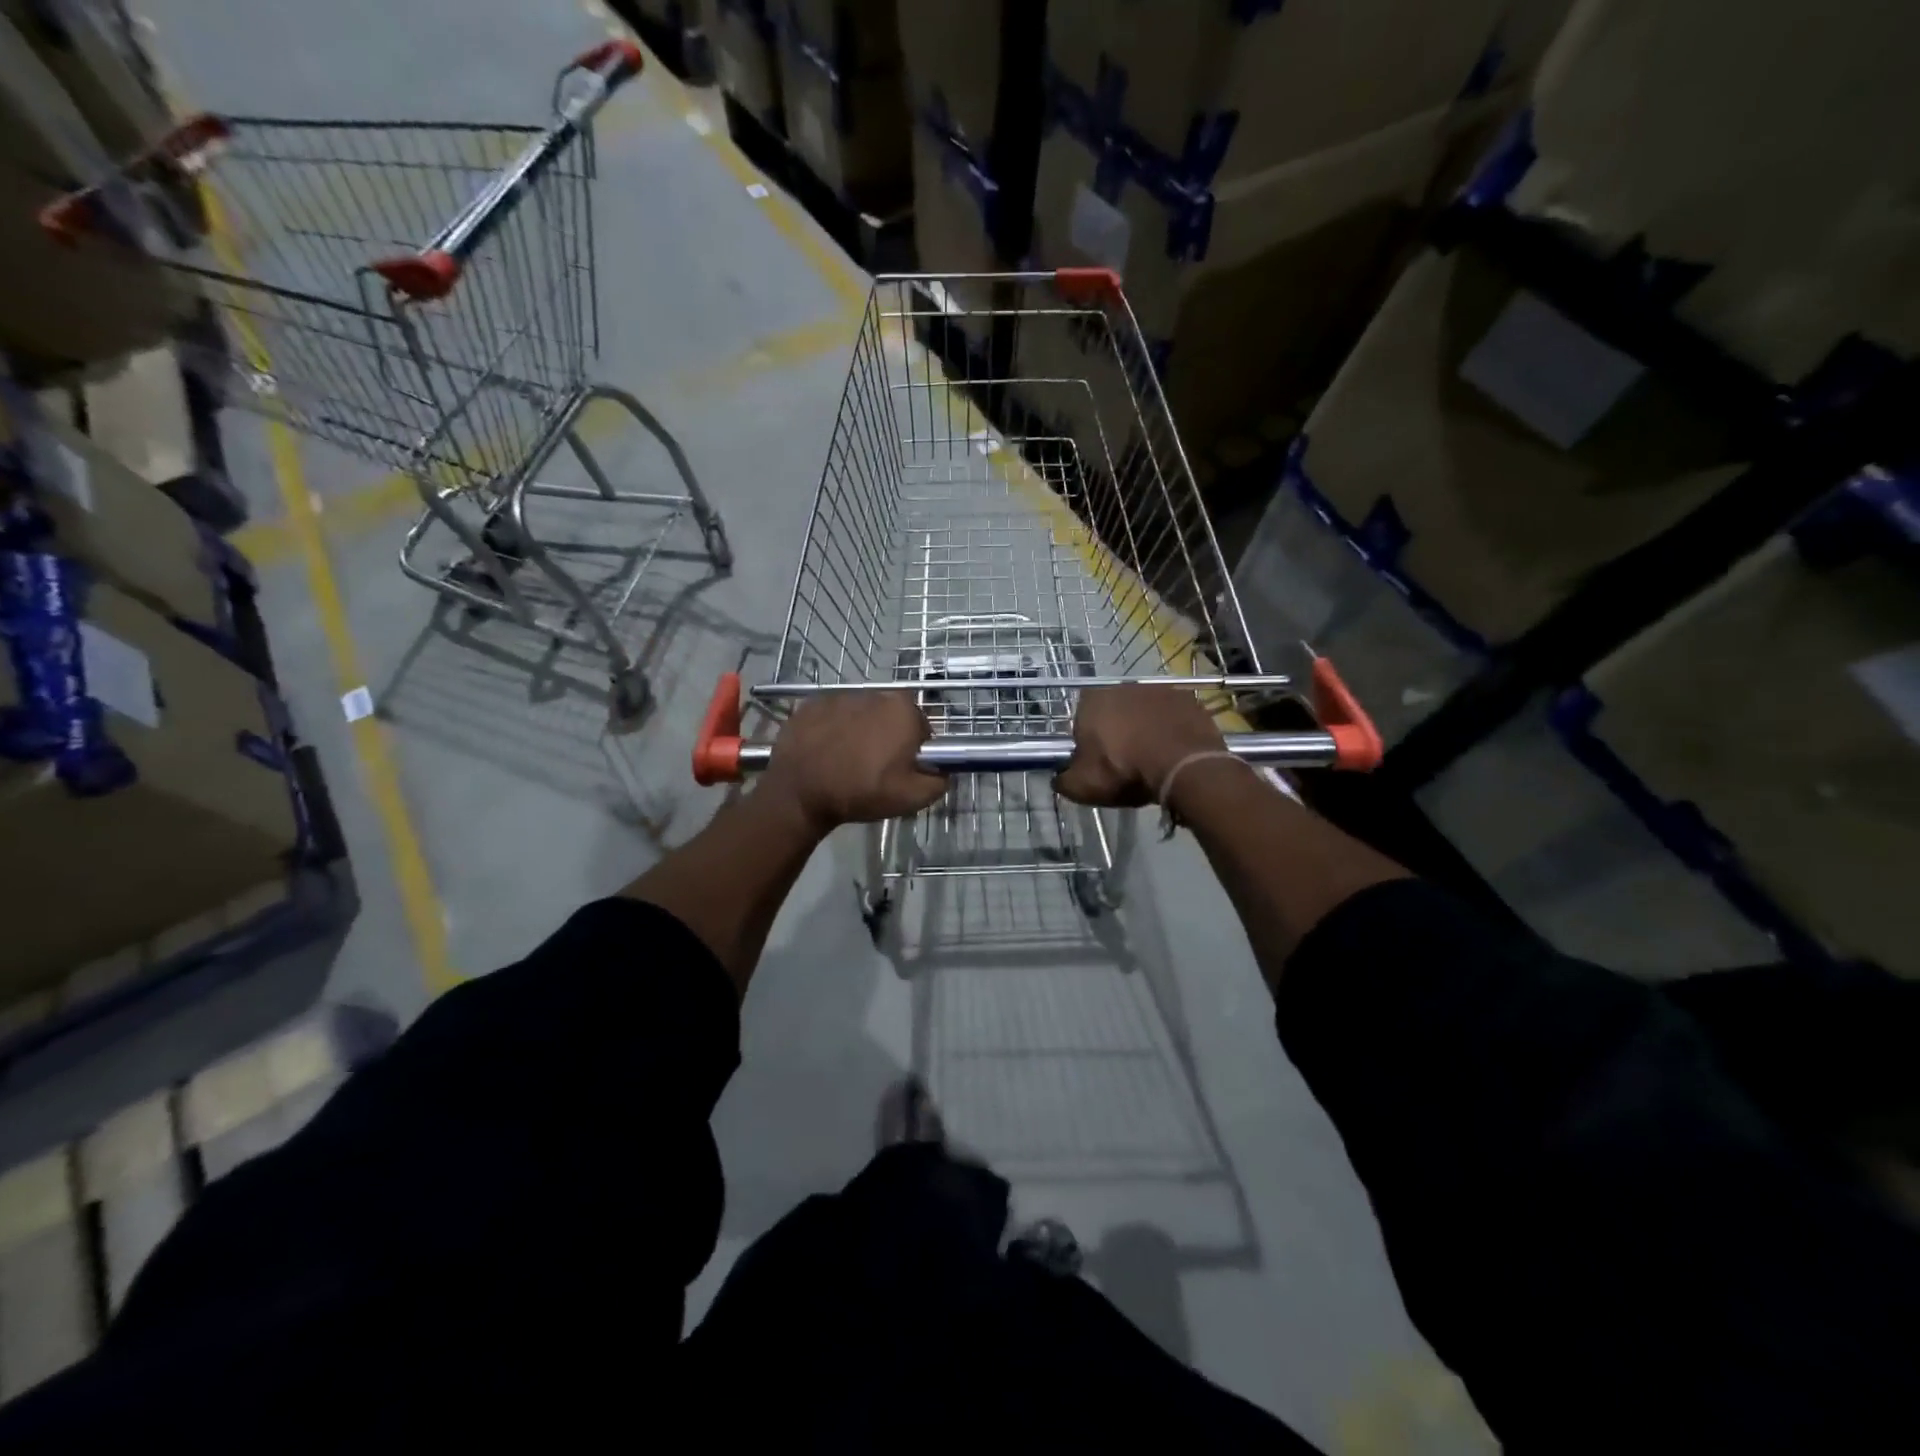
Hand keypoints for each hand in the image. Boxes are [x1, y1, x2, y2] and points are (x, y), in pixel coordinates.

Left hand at [761, 691, 946, 832]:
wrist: (800, 792)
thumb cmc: (862, 792)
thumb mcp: (913, 798)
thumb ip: (940, 779)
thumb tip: (942, 769)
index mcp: (903, 711)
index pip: (922, 727)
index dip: (914, 750)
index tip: (901, 768)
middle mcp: (875, 694)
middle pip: (891, 715)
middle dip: (888, 735)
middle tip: (874, 766)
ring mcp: (840, 696)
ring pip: (862, 713)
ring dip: (860, 731)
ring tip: (846, 759)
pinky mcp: (812, 703)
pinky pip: (833, 714)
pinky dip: (833, 728)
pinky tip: (825, 751)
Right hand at [1056, 685, 1226, 807]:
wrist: (1182, 766)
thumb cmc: (1124, 771)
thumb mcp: (1081, 786)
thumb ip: (1063, 780)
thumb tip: (1059, 778)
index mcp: (1090, 701)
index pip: (1081, 721)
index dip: (1088, 743)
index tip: (1096, 763)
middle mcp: (1122, 686)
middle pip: (1113, 712)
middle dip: (1117, 732)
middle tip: (1124, 763)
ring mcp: (1158, 689)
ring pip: (1144, 712)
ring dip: (1145, 729)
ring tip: (1153, 759)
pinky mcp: (1187, 699)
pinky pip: (1173, 716)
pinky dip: (1172, 730)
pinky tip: (1174, 752)